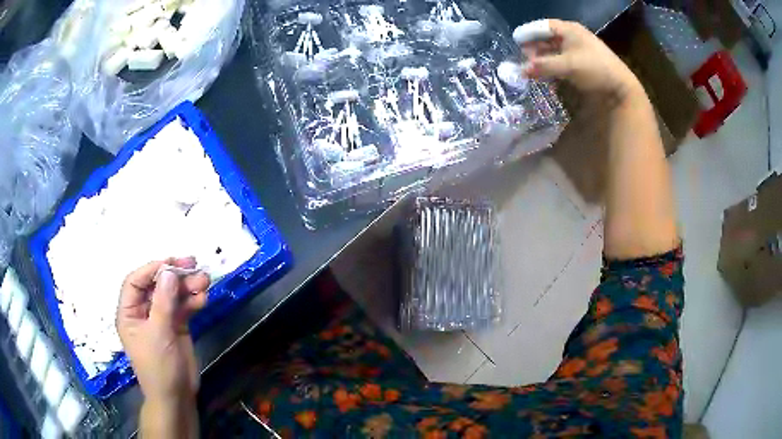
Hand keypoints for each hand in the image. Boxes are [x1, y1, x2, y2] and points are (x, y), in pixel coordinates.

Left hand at [116, 257, 209, 404]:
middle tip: (193, 265)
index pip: (135, 282)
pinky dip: (193, 301)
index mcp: (130, 312)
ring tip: (205, 281)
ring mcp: (161, 319)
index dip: (151, 270)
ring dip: (188, 287)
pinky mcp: (177, 326)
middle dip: (174, 276)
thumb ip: (163, 302)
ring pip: (173, 295)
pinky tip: (204, 299)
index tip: (172, 264)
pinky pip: (184, 308)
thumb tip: (169, 272)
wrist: (177, 397)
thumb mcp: (158, 334)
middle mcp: (144, 311)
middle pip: (157, 285)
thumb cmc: (158, 368)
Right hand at [519, 19, 641, 100]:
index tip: (516, 40)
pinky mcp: (584, 65)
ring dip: (544, 58)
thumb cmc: (594, 70)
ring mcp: (580, 51)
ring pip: (556, 51)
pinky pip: (563, 61)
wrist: (621, 88)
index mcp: (570, 30)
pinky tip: (546, 74)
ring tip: (531, 66)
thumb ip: (543, 66)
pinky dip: (553, 66)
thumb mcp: (567, 66)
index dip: (530, 32)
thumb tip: (521, 70)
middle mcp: (574, 37)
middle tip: (523, 56)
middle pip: (549, 38)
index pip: (544, 26)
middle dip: (535, 46)